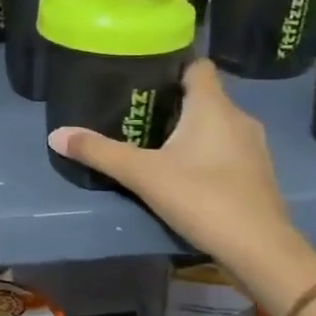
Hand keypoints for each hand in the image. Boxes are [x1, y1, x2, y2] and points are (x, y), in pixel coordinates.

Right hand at [47, 59, 315, 314]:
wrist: (261, 251)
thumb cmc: (202, 197)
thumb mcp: (142, 174)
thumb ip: (99, 152)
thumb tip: (55, 135)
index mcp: (213, 107)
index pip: (198, 66)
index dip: (172, 65)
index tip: (143, 72)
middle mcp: (238, 119)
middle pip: (204, 96)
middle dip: (172, 100)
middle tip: (135, 109)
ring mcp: (253, 148)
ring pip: (216, 124)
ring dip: (189, 128)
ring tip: (153, 139)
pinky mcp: (256, 175)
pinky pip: (225, 149)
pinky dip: (204, 151)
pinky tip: (180, 169)